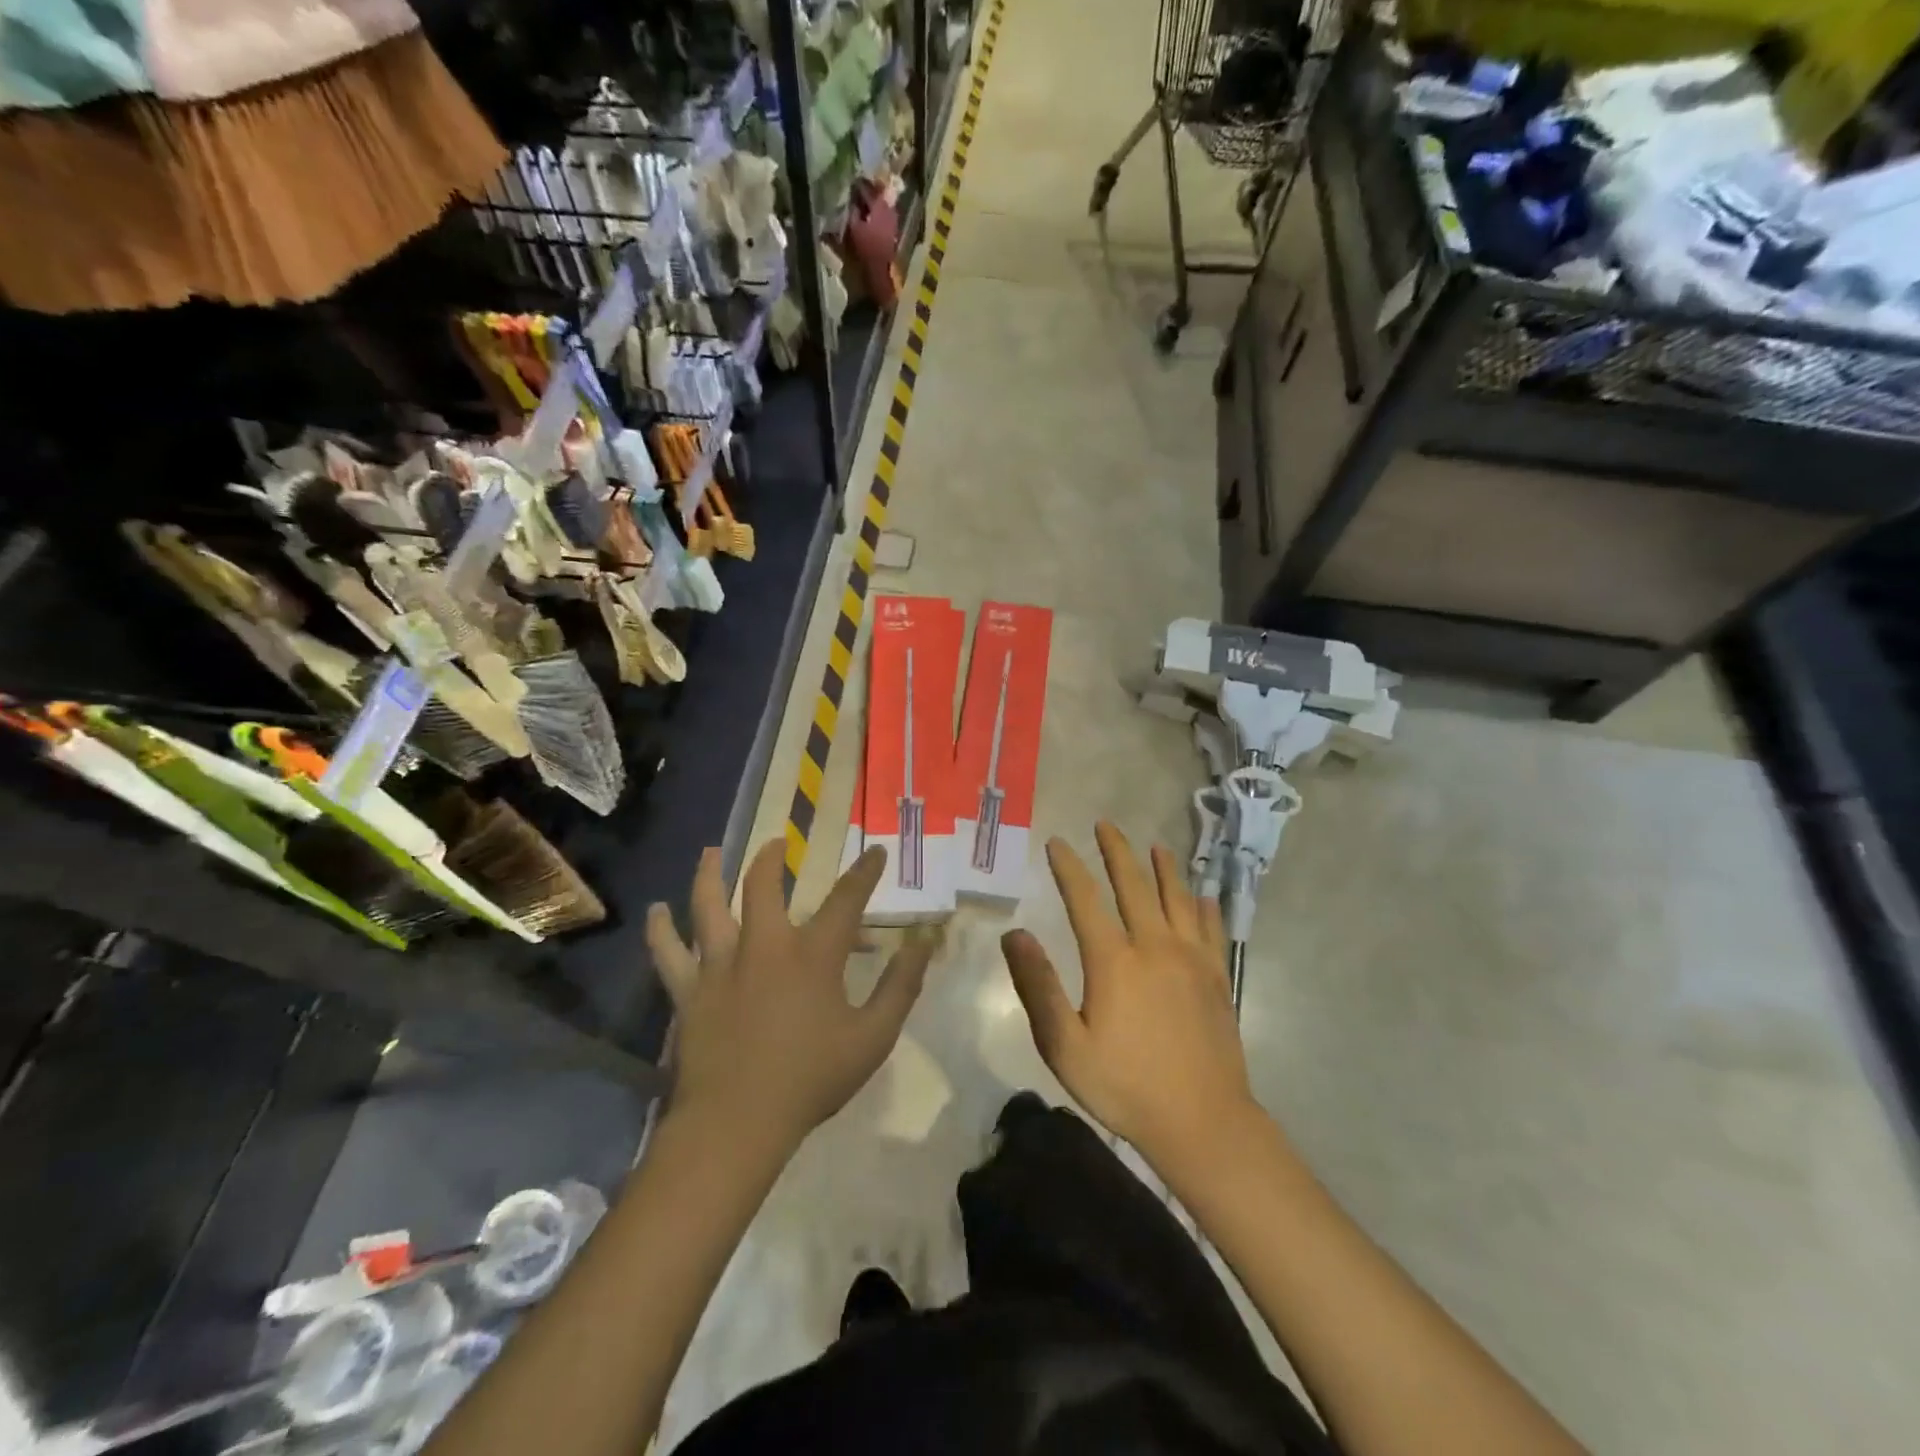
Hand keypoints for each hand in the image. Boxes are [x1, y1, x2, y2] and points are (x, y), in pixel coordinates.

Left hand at [648, 841, 932, 1152]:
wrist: (739, 1123)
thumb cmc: (811, 1079)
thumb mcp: (873, 1037)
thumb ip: (900, 986)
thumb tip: (923, 942)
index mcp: (812, 955)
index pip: (846, 899)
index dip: (864, 872)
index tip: (874, 852)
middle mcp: (764, 946)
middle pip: (763, 886)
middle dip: (771, 858)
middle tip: (776, 843)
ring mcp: (720, 966)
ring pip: (708, 906)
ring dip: (710, 874)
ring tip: (711, 852)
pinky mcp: (689, 992)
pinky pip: (668, 953)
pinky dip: (661, 930)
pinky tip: (656, 912)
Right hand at [1003, 821, 1257, 1167]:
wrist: (1203, 1122)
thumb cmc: (1125, 1086)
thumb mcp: (1065, 1046)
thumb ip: (1037, 986)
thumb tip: (1013, 933)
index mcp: (1114, 961)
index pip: (1085, 899)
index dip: (1069, 868)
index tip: (1057, 842)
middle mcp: (1154, 946)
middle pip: (1134, 885)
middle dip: (1117, 851)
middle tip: (1106, 824)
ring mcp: (1191, 959)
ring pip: (1177, 898)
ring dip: (1165, 868)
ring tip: (1157, 846)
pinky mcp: (1217, 977)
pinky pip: (1211, 927)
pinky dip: (1204, 904)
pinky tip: (1202, 894)